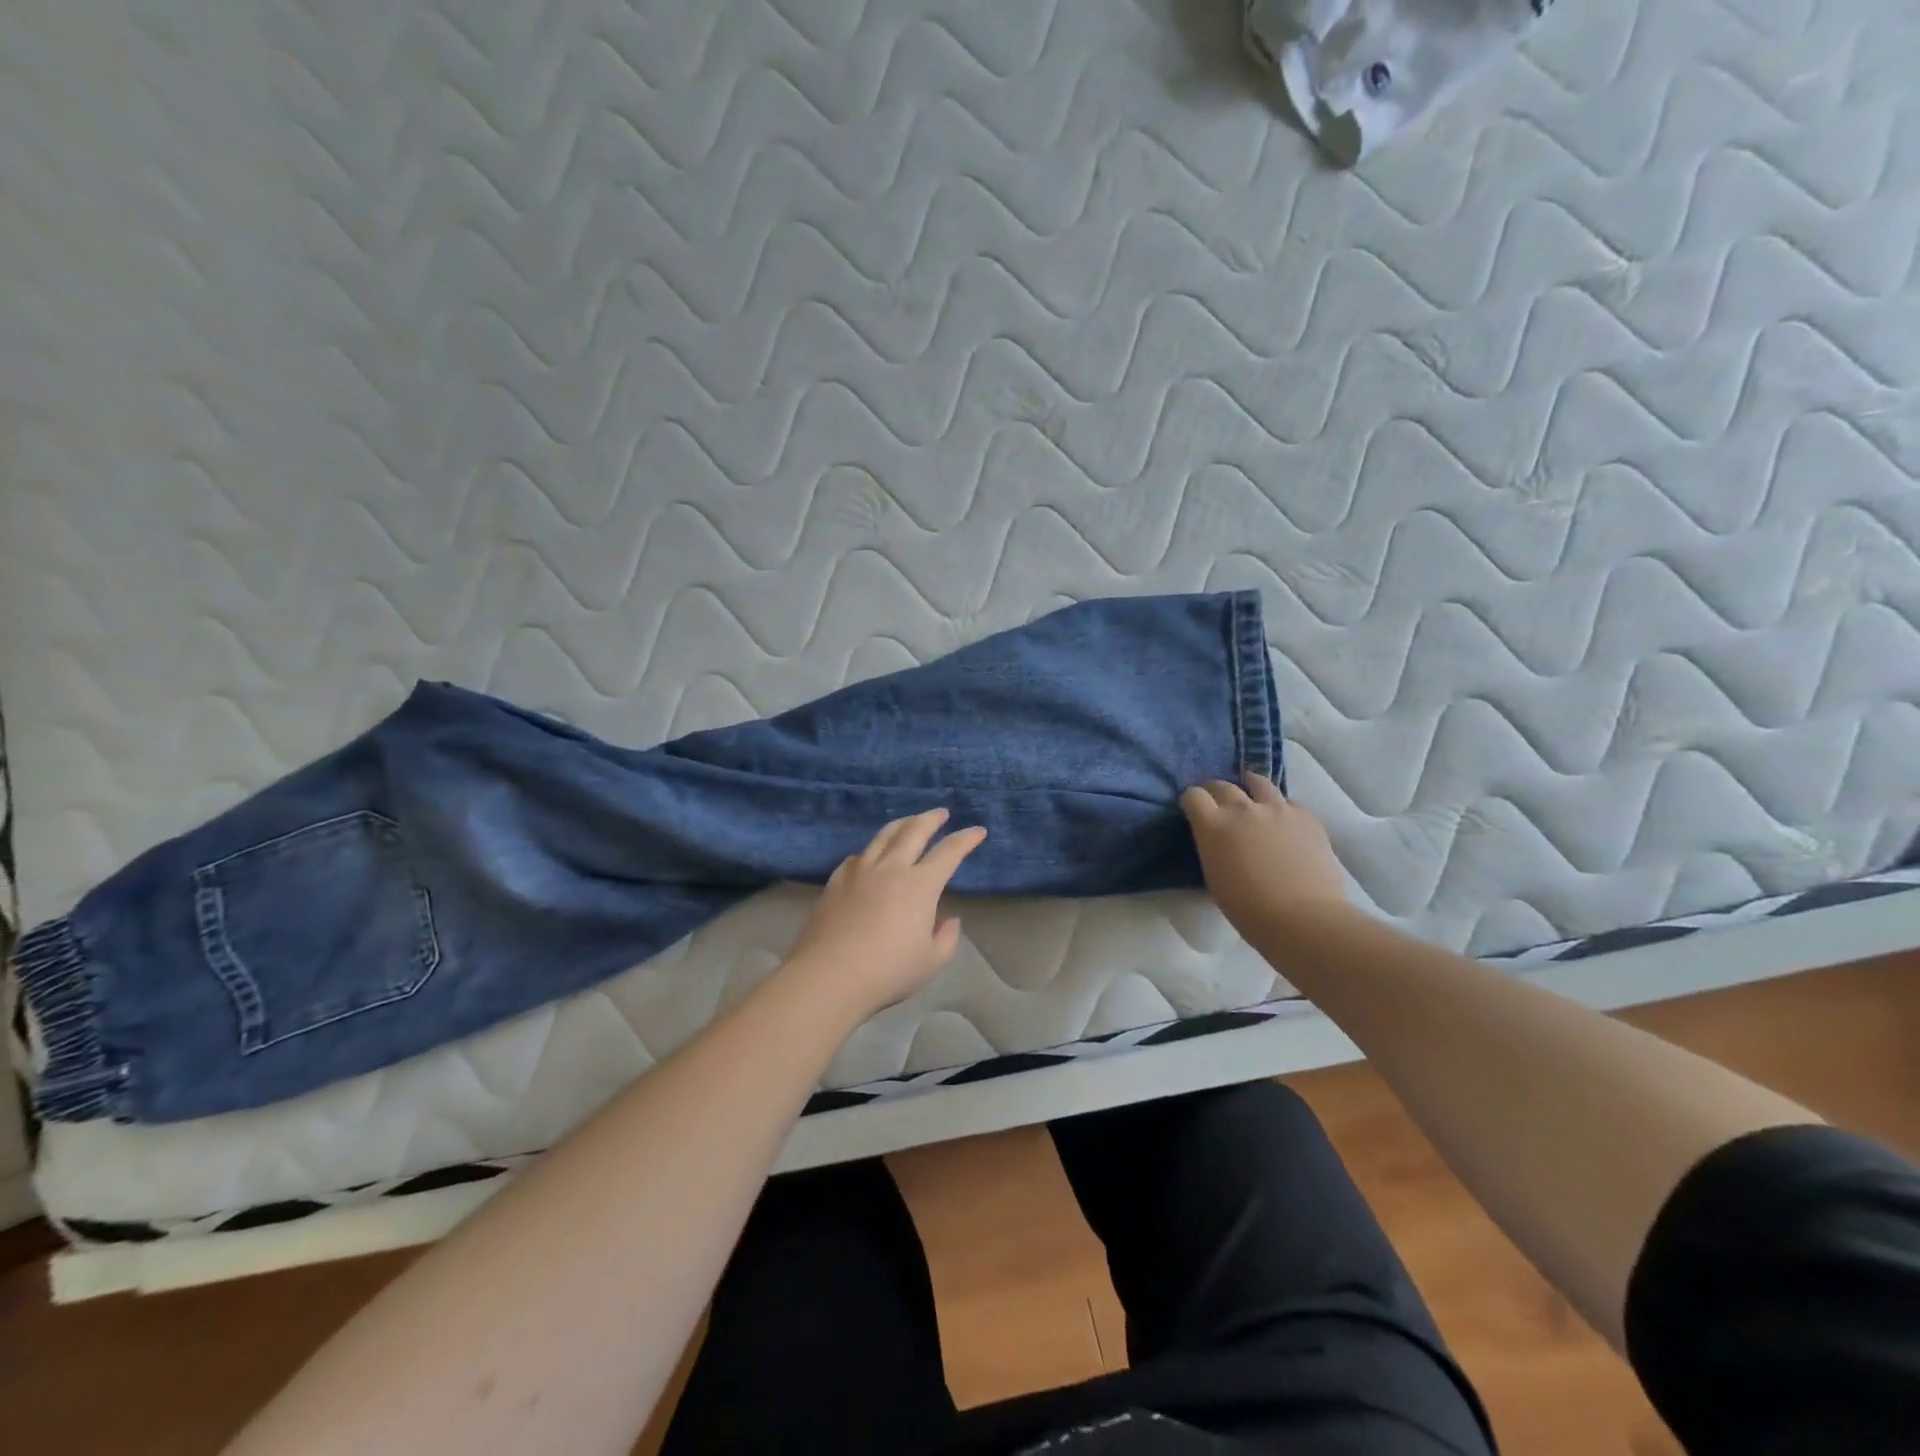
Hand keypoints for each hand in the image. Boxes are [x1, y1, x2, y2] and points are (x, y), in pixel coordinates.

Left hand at [785, 809, 987, 1017]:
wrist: (829, 975)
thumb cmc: (888, 971)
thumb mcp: (930, 961)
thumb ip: (946, 937)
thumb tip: (949, 919)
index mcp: (920, 885)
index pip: (949, 852)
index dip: (966, 839)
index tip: (978, 831)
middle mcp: (891, 868)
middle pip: (914, 831)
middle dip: (931, 818)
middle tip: (941, 813)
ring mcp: (860, 871)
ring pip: (883, 836)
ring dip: (901, 824)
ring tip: (909, 821)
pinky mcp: (836, 881)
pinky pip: (858, 856)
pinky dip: (871, 850)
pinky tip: (870, 855)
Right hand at [1180, 775, 1348, 933]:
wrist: (1303, 918)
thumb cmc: (1248, 909)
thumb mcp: (1214, 875)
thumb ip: (1213, 847)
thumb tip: (1218, 839)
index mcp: (1213, 825)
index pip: (1194, 795)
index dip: (1192, 801)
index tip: (1194, 810)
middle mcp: (1242, 808)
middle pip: (1222, 785)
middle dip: (1216, 792)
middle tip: (1219, 804)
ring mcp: (1277, 808)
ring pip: (1258, 782)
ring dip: (1250, 787)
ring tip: (1252, 797)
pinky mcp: (1306, 816)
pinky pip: (1288, 803)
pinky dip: (1281, 809)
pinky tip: (1284, 823)